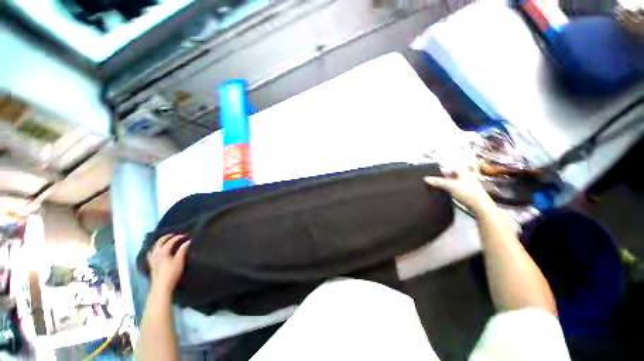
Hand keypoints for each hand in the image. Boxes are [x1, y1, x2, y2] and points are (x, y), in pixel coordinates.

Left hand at [147, 234, 190, 294]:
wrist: (161, 286)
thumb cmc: (172, 272)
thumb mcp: (179, 260)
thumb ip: (183, 250)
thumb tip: (188, 241)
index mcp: (163, 251)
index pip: (170, 241)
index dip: (178, 237)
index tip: (185, 235)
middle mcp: (156, 253)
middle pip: (160, 242)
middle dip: (167, 237)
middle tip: (174, 234)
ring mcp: (152, 259)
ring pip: (154, 247)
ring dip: (159, 242)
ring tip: (165, 240)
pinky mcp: (151, 264)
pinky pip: (151, 253)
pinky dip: (154, 249)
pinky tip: (156, 250)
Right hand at [424, 167, 495, 214]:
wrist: (481, 206)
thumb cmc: (467, 193)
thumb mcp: (450, 186)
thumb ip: (438, 182)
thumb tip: (426, 178)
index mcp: (464, 173)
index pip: (453, 167)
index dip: (444, 168)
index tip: (436, 172)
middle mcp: (467, 177)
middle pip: (454, 174)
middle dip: (445, 176)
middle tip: (436, 180)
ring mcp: (469, 186)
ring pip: (456, 182)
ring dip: (447, 184)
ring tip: (439, 187)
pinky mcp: (469, 194)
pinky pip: (457, 189)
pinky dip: (451, 189)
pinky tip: (447, 193)